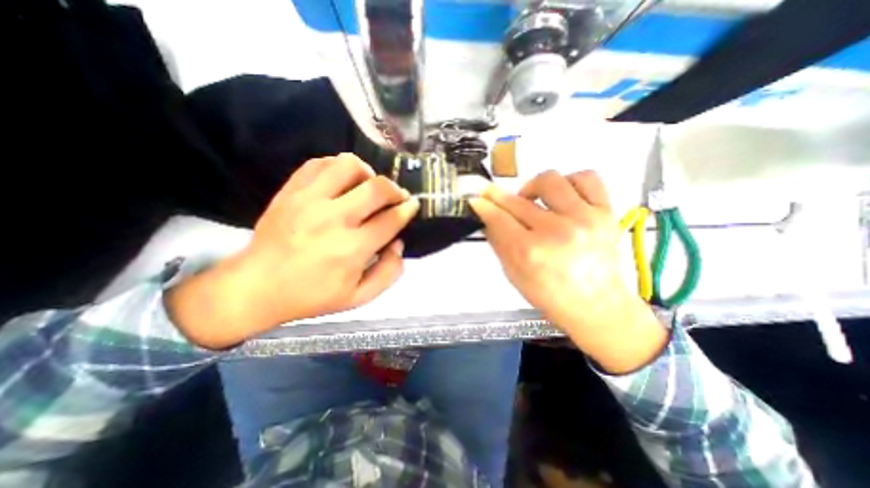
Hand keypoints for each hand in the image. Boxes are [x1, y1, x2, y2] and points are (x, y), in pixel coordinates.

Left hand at [167, 154, 418, 348]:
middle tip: (396, 197)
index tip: (412, 205)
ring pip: (349, 165)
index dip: (407, 209)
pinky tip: (342, 182)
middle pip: (377, 188)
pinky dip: (338, 167)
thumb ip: (389, 272)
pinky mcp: (290, 191)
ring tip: (367, 187)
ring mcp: (308, 200)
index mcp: (351, 249)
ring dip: (367, 173)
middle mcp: (333, 219)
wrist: (256, 287)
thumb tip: (398, 243)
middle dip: (395, 190)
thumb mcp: (359, 298)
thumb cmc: (312, 296)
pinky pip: (320, 163)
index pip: (390, 220)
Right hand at [470, 171, 666, 373]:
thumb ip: (498, 242)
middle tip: (494, 198)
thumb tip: (486, 217)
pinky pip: (586, 178)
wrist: (596, 305)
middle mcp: (557, 231)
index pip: (498, 217)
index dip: (483, 206)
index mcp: (530, 252)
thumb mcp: (514, 274)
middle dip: (498, 197)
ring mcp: (584, 219)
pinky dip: (569, 181)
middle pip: (517, 200)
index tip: (476, 199)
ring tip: (533, 201)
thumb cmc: (551, 296)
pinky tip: (562, 196)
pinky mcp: (605, 212)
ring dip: (533, 188)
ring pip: (550, 180)